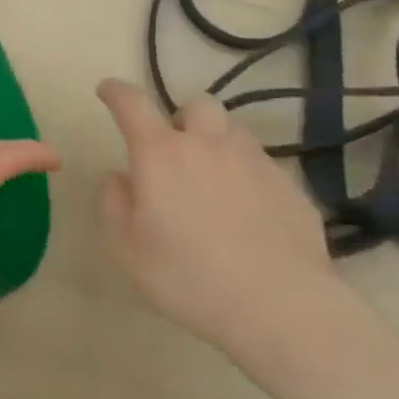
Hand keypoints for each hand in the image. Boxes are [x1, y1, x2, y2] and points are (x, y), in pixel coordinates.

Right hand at [95, 79, 334, 358]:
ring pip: (233, 133)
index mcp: (161, 152)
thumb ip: (113, 201)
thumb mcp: (126, 247)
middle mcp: (208, 144)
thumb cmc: (189, 276)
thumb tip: (118, 177)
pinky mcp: (291, 189)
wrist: (281, 308)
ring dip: (218, 145)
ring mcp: (255, 163)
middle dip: (182, 119)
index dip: (116, 91)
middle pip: (196, 106)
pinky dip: (249, 179)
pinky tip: (249, 215)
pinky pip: (263, 168)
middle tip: (176, 151)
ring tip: (215, 181)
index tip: (107, 90)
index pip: (132, 103)